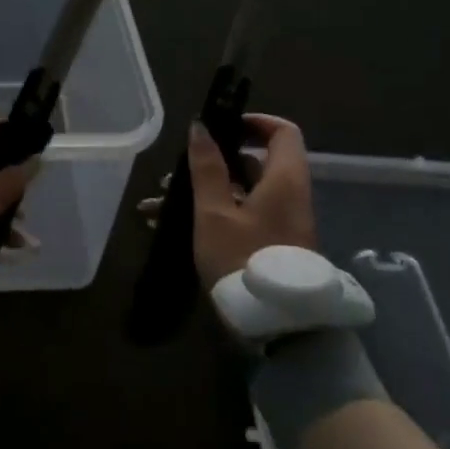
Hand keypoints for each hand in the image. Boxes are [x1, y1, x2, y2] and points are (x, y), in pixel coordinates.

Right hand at [140, 114, 316, 287]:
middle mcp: (289, 196)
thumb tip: (201, 126)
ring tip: (160, 202)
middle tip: (176, 172)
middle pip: (255, 163)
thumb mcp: (215, 212)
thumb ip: (207, 168)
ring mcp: (281, 223)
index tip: (220, 127)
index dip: (253, 122)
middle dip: (212, 163)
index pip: (282, 132)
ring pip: (242, 192)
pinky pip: (241, 215)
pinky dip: (211, 213)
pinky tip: (169, 226)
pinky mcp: (271, 244)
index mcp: (284, 180)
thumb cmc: (243, 259)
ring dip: (204, 191)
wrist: (279, 326)